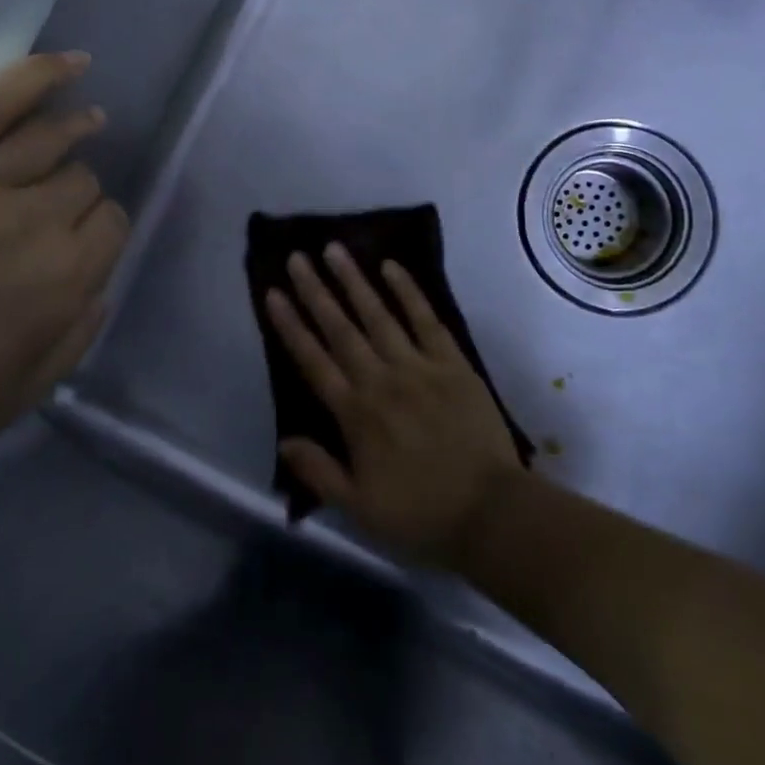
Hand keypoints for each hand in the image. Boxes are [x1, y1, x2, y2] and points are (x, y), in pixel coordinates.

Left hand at [0, 52, 129, 512]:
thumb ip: (76, 334)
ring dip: (75, 129)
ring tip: (89, 121)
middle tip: (51, 214)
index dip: (99, 232)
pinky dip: (36, 77)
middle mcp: (32, 223)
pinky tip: (71, 63)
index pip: (109, 227)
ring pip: (47, 140)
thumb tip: (98, 283)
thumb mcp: (20, 395)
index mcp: (63, 283)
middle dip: (77, 196)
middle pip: (79, 182)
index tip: (79, 245)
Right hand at [266, 245, 524, 567]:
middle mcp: (381, 380)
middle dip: (315, 291)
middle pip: (340, 328)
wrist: (491, 513)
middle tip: (297, 257)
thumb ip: (319, 471)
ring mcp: (418, 367)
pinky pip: (426, 319)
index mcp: (355, 414)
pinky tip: (391, 266)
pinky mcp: (452, 363)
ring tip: (334, 249)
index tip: (272, 293)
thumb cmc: (421, 514)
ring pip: (378, 315)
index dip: (290, 326)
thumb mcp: (359, 507)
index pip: (313, 361)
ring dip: (354, 281)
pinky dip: (408, 291)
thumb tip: (284, 440)